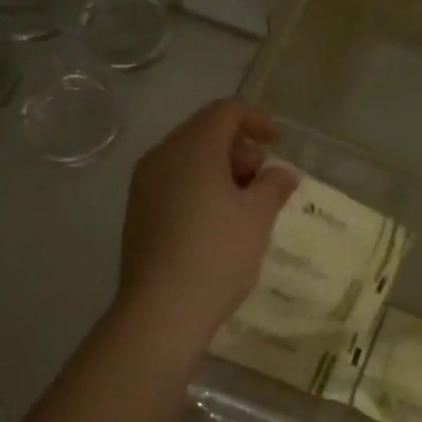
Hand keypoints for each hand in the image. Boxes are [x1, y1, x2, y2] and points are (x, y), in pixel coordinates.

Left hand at [117, 100, 295, 348]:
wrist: (162, 310)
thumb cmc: (218, 254)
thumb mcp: (258, 216)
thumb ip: (274, 185)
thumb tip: (282, 173)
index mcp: (192, 147)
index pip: (226, 111)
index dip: (258, 120)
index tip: (278, 145)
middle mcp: (162, 156)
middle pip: (205, 131)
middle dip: (240, 147)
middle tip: (265, 180)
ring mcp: (145, 185)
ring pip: (189, 158)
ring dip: (222, 169)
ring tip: (246, 204)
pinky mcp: (139, 212)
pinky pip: (175, 183)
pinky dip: (201, 188)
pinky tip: (219, 221)